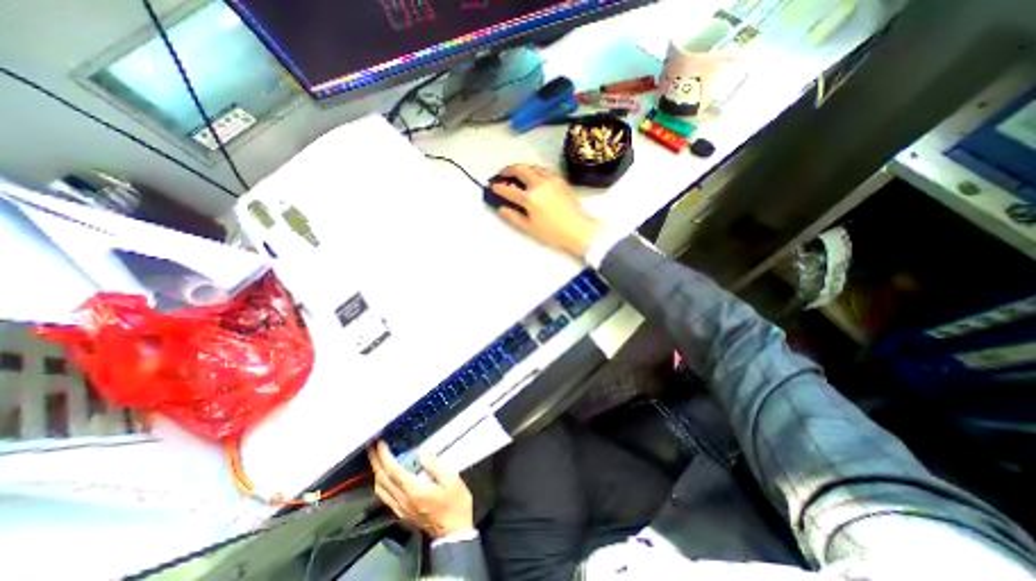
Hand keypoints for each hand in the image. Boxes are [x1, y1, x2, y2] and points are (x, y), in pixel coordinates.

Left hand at [368, 441, 472, 539]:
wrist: (454, 532)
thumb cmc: (455, 502)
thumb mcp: (452, 480)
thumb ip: (435, 466)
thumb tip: (422, 453)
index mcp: (414, 490)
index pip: (393, 470)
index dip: (384, 456)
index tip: (380, 443)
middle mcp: (402, 500)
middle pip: (382, 479)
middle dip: (375, 461)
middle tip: (372, 446)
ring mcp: (400, 509)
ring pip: (380, 490)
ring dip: (376, 472)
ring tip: (376, 459)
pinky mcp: (402, 514)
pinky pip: (385, 497)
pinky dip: (380, 484)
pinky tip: (384, 478)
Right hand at [490, 166, 608, 259]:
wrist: (578, 229)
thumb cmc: (554, 233)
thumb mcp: (530, 228)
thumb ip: (514, 217)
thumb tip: (502, 209)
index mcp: (530, 198)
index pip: (509, 190)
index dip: (499, 188)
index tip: (493, 187)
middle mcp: (539, 184)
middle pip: (520, 170)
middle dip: (509, 170)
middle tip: (503, 174)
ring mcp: (551, 180)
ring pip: (533, 167)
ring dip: (523, 167)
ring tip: (518, 172)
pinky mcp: (561, 181)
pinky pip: (545, 169)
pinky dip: (536, 169)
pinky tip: (536, 174)